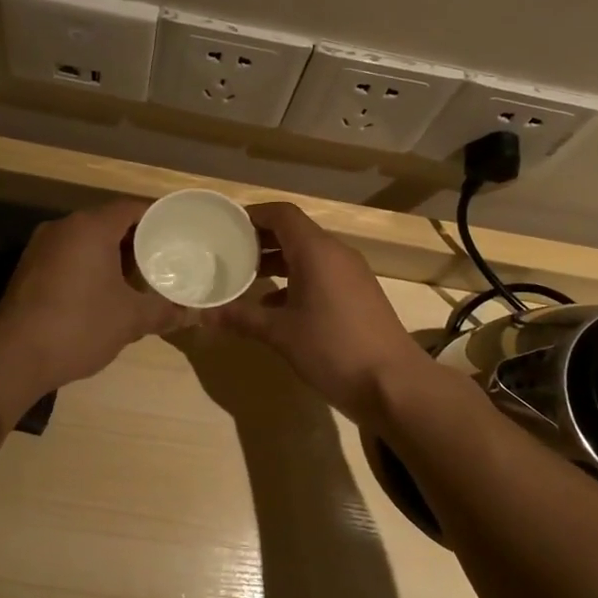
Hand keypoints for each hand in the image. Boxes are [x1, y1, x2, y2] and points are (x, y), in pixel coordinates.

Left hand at [0, 199, 187, 413]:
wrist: (13, 357)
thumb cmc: (79, 326)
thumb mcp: (130, 319)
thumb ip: (163, 311)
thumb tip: (191, 314)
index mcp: (90, 228)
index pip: (131, 207)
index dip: (156, 217)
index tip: (177, 231)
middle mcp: (63, 227)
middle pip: (107, 221)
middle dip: (135, 237)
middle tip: (162, 256)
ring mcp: (40, 246)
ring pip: (85, 239)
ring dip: (110, 253)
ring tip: (137, 275)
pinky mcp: (28, 268)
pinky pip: (67, 255)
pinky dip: (88, 264)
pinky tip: (102, 291)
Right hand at [207, 202, 428, 420]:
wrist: (394, 384)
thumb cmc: (333, 349)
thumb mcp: (281, 334)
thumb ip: (242, 318)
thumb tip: (203, 315)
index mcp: (317, 251)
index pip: (282, 214)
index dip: (253, 215)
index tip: (225, 227)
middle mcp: (336, 254)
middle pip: (295, 232)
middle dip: (261, 240)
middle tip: (228, 253)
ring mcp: (351, 274)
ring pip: (308, 255)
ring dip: (278, 262)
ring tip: (246, 279)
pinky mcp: (359, 295)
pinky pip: (322, 274)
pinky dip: (296, 280)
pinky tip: (275, 308)